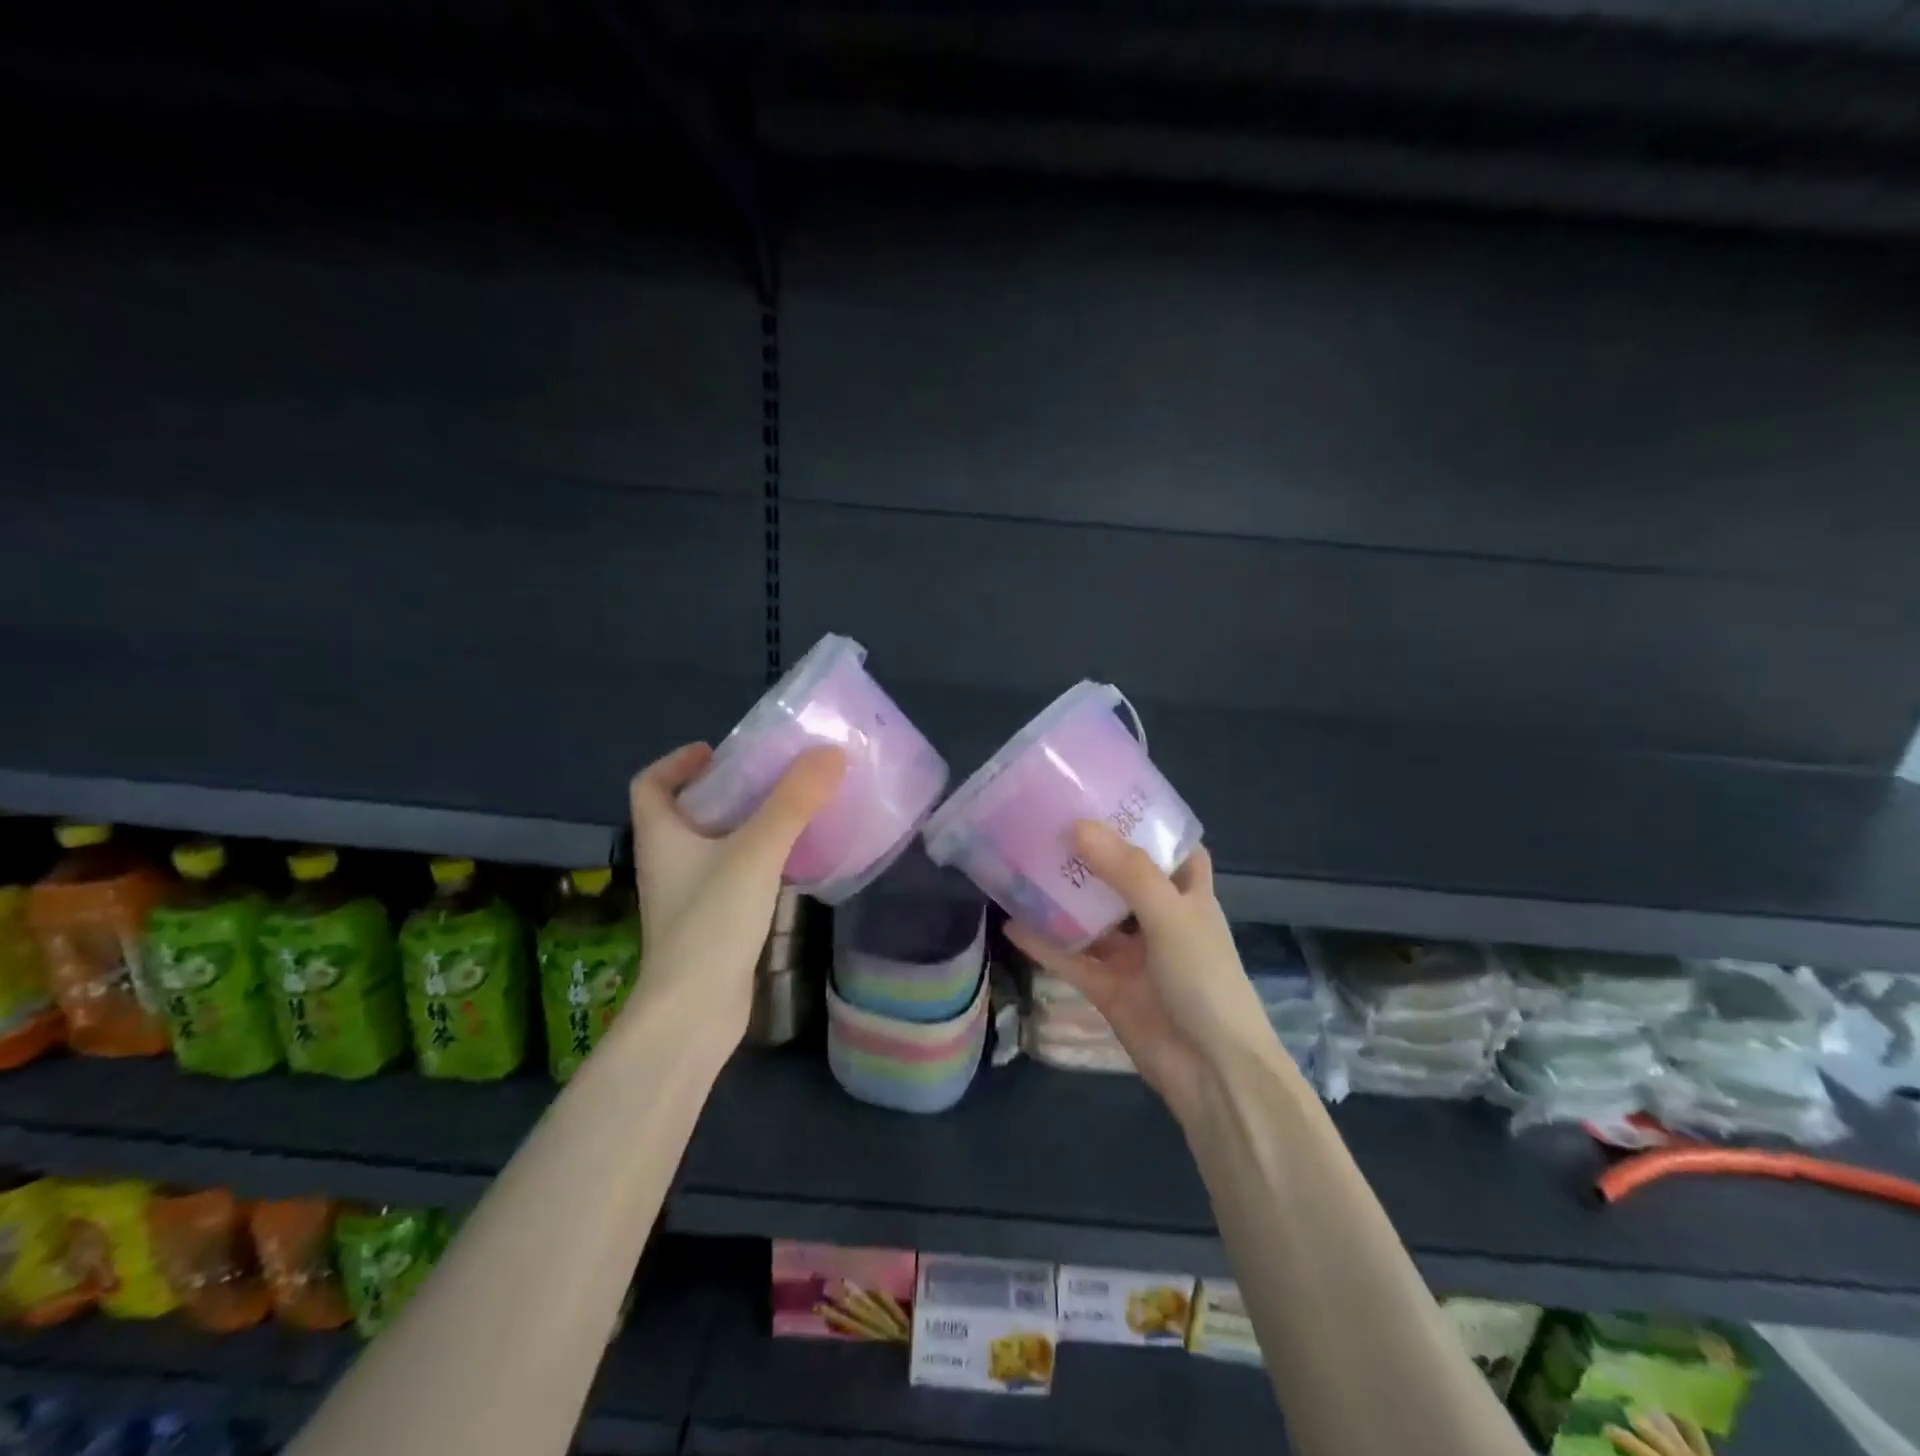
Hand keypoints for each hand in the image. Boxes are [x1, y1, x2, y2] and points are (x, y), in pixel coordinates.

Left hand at [625, 742, 846, 1047]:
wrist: (694, 1011)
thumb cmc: (712, 922)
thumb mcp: (755, 851)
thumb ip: (793, 801)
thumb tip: (829, 752)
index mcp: (661, 836)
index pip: (649, 784)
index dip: (676, 762)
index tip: (716, 752)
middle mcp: (667, 862)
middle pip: (686, 812)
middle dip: (724, 790)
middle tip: (769, 777)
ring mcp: (686, 896)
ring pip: (711, 845)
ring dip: (743, 825)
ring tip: (787, 812)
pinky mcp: (709, 923)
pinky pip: (730, 875)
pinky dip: (754, 859)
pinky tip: (789, 862)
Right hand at [1006, 823, 1278, 1120]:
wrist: (1211, 1073)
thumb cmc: (1205, 981)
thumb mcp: (1171, 916)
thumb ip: (1127, 872)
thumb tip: (1079, 826)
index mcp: (1188, 895)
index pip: (1171, 847)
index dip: (1146, 823)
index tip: (1107, 796)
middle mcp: (1159, 919)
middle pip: (1122, 877)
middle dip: (1091, 854)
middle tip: (1048, 822)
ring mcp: (1132, 955)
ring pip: (1092, 916)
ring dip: (1063, 896)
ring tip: (1023, 862)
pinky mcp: (1107, 987)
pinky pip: (1071, 957)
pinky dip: (1044, 943)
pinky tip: (1010, 922)